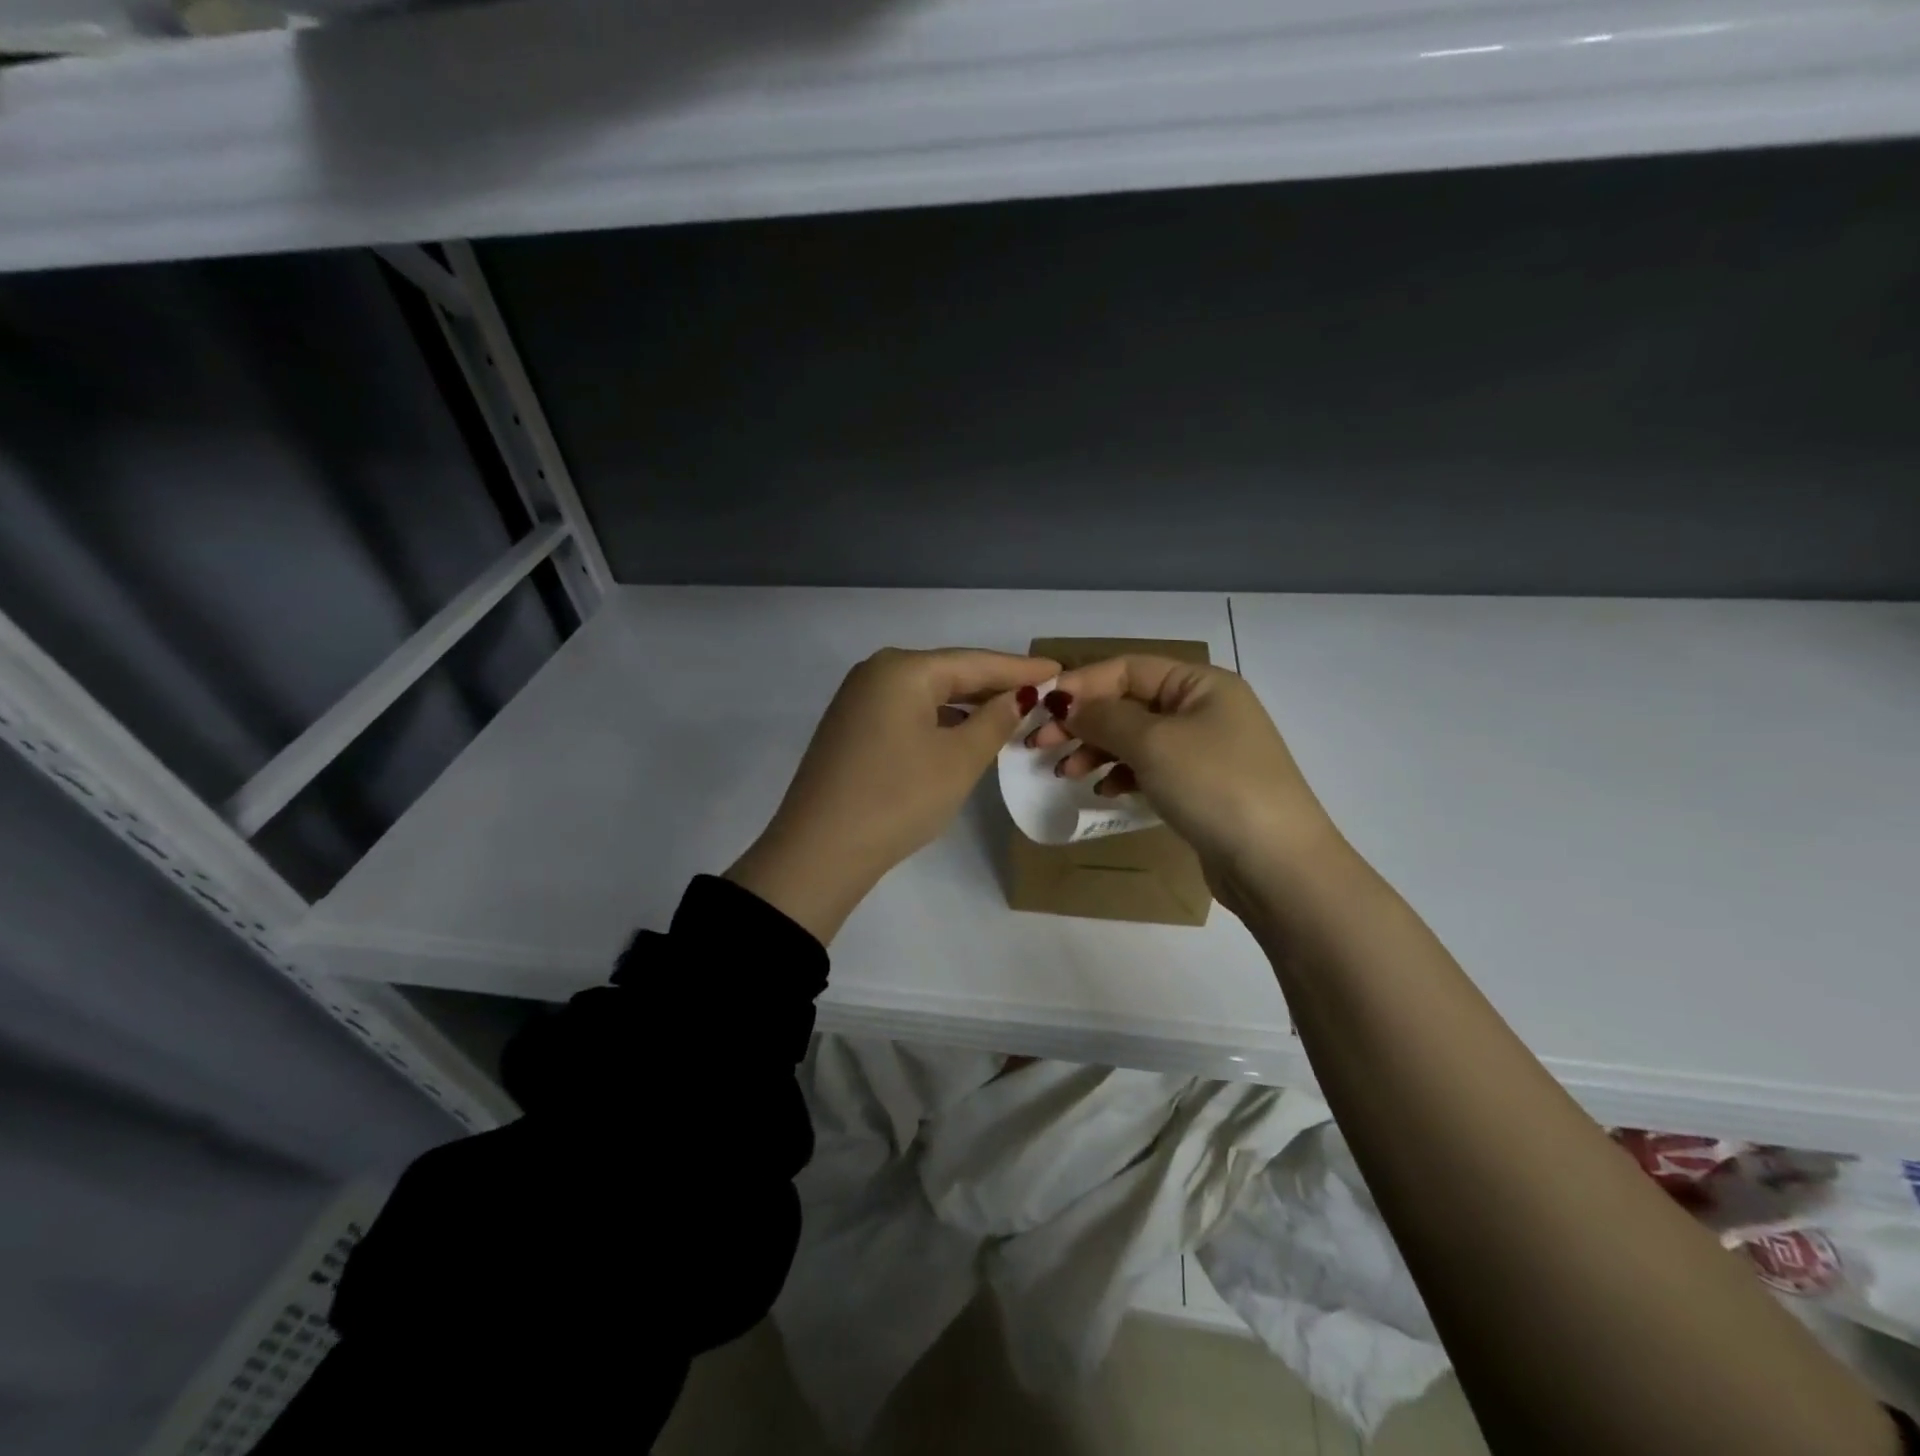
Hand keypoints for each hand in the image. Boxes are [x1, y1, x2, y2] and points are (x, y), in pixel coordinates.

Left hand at [727, 647, 1058, 943]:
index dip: (1020, 669)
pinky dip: (940, 719)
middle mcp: (877, 672)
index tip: (1060, 670)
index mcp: (903, 668)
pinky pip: (907, 711)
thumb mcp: (958, 760)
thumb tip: (1020, 696)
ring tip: (1010, 712)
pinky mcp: (851, 727)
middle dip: (994, 684)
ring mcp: (858, 699)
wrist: (820, 850)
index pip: (975, 661)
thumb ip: (995, 720)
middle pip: (949, 672)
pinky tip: (962, 731)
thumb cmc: (899, 798)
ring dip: (967, 704)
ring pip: (927, 693)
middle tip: (1041, 692)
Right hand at [1026, 656, 1343, 911]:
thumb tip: (1067, 703)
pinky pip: (1150, 769)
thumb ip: (1104, 717)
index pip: (1129, 668)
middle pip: (1129, 703)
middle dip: (1084, 721)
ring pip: (1136, 738)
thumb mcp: (1154, 743)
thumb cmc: (1215, 786)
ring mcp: (1205, 751)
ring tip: (1068, 773)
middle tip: (1041, 744)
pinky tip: (1104, 791)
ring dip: (1097, 750)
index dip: (1083, 684)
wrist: (1276, 865)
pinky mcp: (1200, 787)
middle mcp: (1205, 709)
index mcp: (1201, 684)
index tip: (1043, 708)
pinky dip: (1122, 775)